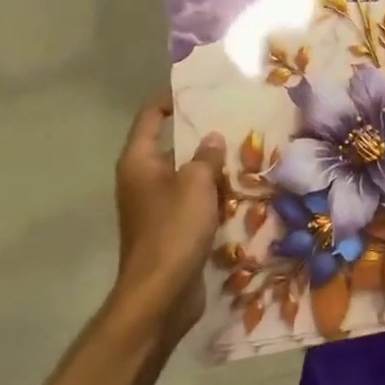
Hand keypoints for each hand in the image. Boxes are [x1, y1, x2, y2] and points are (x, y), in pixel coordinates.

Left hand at [112, 93, 225, 335]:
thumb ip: (206, 155)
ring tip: (246, 150)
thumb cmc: (173, 230)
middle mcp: (143, 179)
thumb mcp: (195, 184)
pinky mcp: (171, 229)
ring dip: (211, 167)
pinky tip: (240, 189)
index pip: (151, 116)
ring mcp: (156, 206)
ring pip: (186, 175)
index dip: (172, 99)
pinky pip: (194, 201)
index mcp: (139, 162)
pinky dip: (212, 194)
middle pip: (172, 145)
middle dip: (202, 134)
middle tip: (235, 119)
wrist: (161, 295)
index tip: (201, 90)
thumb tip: (212, 138)